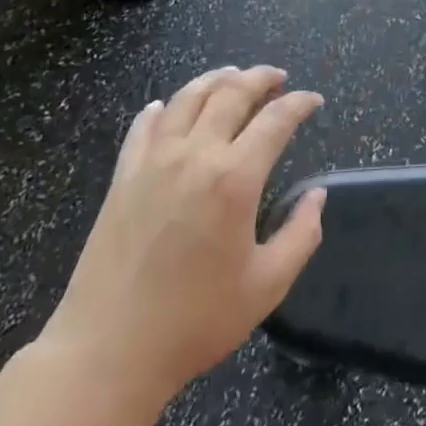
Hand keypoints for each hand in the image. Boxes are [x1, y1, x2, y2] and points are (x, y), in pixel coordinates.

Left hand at [39, 66, 326, 410]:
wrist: (108, 350)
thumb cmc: (195, 321)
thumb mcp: (267, 285)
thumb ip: (302, 234)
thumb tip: (317, 196)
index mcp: (235, 178)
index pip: (276, 120)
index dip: (300, 103)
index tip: (314, 101)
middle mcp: (195, 155)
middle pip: (231, 94)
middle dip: (261, 78)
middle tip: (278, 77)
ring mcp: (153, 161)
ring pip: (187, 98)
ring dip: (216, 79)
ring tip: (233, 75)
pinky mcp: (123, 176)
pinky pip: (144, 125)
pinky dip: (162, 108)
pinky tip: (168, 107)